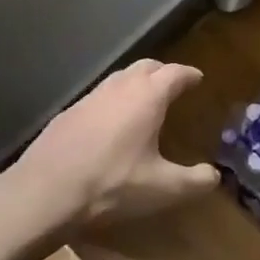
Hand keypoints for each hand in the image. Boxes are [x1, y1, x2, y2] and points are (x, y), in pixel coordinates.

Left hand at [7, 59, 216, 232]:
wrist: (45, 192)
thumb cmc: (112, 185)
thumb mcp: (162, 189)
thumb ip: (194, 181)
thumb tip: (215, 176)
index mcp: (147, 97)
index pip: (175, 73)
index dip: (189, 75)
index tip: (198, 78)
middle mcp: (120, 87)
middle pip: (146, 66)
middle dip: (163, 72)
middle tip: (174, 85)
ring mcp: (90, 97)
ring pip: (120, 78)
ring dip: (136, 83)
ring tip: (145, 100)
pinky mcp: (68, 112)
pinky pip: (99, 96)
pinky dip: (113, 100)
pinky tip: (111, 123)